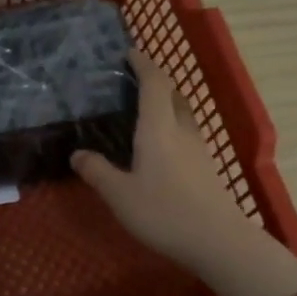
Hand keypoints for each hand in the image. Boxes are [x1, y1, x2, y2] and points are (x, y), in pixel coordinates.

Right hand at [73, 50, 296, 295]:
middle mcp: (182, 131)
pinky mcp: (206, 168)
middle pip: (173, 94)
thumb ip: (97, 171)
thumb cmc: (164, 212)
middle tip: (133, 81)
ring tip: (144, 110)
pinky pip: (186, 134)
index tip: (129, 53)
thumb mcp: (119, 194)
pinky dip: (172, 126)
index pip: (154, 83)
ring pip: (183, 114)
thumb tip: (77, 153)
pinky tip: (159, 145)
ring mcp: (199, 149)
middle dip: (156, 81)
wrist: (218, 242)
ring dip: (166, 104)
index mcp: (158, 128)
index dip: (143, 64)